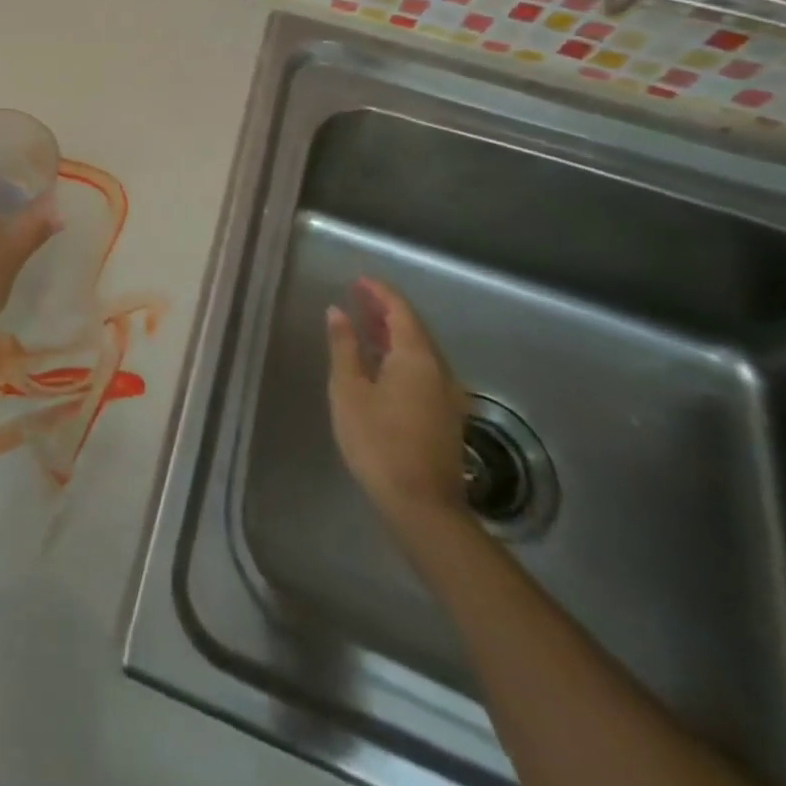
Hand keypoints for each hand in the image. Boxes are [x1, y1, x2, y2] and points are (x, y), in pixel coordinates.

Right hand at [325, 278, 469, 529]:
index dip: (379, 292)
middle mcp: (440, 370)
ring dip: (393, 334)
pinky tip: (381, 364)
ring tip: (364, 326)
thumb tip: (338, 312)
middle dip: (386, 311)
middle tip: (357, 298)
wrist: (422, 505)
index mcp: (417, 357)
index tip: (357, 280)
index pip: (400, 311)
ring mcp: (448, 395)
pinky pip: (423, 370)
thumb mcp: (349, 389)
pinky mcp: (446, 415)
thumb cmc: (377, 440)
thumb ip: (344, 347)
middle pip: (414, 328)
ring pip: (420, 351)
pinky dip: (401, 355)